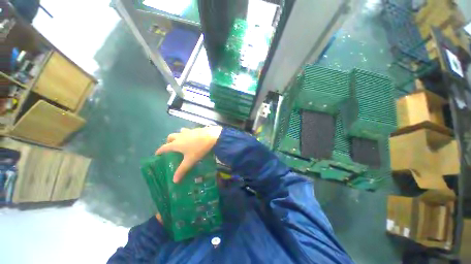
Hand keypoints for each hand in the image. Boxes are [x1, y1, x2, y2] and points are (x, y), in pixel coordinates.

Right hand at [155, 126, 221, 182]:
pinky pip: (188, 131)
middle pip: (170, 137)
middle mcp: (180, 136)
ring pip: (179, 132)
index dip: (160, 151)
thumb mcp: (190, 160)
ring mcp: (188, 131)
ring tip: (182, 142)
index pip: (164, 147)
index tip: (157, 154)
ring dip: (178, 136)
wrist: (212, 137)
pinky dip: (187, 134)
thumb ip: (182, 170)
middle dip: (169, 142)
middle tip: (171, 147)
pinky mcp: (196, 129)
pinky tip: (193, 138)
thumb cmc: (199, 149)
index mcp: (176, 143)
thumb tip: (174, 181)